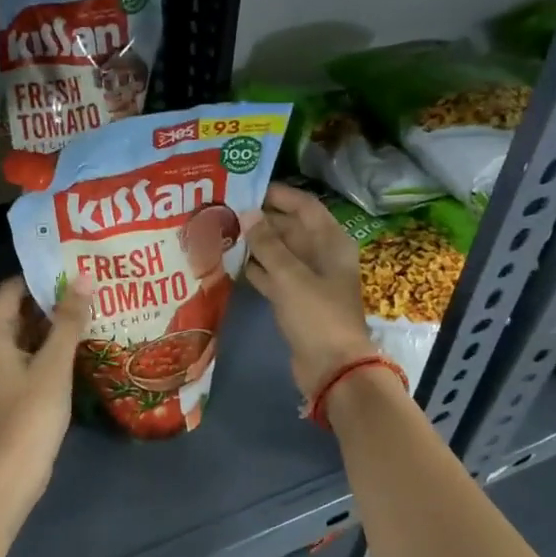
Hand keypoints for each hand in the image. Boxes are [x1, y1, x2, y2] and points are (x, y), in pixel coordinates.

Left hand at [0, 273, 95, 502]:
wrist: (11, 471)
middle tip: (87, 286)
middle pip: (19, 312)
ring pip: (27, 336)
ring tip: (89, 309)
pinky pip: (31, 358)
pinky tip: (79, 346)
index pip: (12, 289)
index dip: (40, 276)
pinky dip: (51, 349)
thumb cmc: (30, 412)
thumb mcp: (54, 363)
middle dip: (51, 299)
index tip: (71, 266)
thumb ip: (69, 320)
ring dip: (54, 325)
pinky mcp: (11, 391)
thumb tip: (82, 277)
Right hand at [244, 182, 375, 399]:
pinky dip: (258, 270)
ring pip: (280, 254)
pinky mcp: (296, 302)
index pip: (304, 207)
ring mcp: (309, 280)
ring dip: (256, 245)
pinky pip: (275, 277)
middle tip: (226, 211)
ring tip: (223, 233)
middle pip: (291, 229)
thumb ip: (267, 244)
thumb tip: (247, 214)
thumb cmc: (316, 315)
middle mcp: (322, 256)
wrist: (332, 368)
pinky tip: (232, 263)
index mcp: (330, 242)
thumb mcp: (290, 276)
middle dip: (261, 220)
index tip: (247, 188)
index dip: (278, 195)